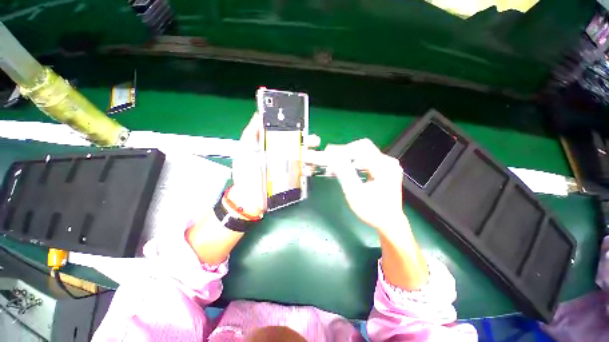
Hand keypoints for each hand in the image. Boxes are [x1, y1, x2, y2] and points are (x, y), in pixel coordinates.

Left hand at [228, 113, 319, 217]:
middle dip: (309, 142)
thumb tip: (258, 114)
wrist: (248, 194)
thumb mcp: (245, 148)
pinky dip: (308, 170)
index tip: (302, 126)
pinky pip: (304, 172)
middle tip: (314, 141)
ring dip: (312, 156)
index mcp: (274, 146)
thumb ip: (251, 132)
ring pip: (305, 158)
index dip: (296, 130)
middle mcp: (284, 154)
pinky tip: (307, 169)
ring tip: (313, 156)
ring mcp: (289, 167)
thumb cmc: (245, 170)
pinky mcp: (292, 178)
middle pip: (300, 145)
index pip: (288, 135)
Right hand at [325, 139, 405, 230]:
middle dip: (345, 151)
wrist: (389, 222)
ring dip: (349, 156)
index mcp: (384, 167)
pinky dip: (355, 161)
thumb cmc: (372, 211)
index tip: (328, 152)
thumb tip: (333, 158)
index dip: (343, 149)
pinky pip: (367, 158)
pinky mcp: (384, 168)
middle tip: (332, 158)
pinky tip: (347, 167)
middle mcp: (388, 162)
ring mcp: (388, 164)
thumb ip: (344, 173)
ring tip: (336, 163)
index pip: (360, 149)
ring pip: (364, 152)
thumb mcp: (355, 193)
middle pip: (363, 147)